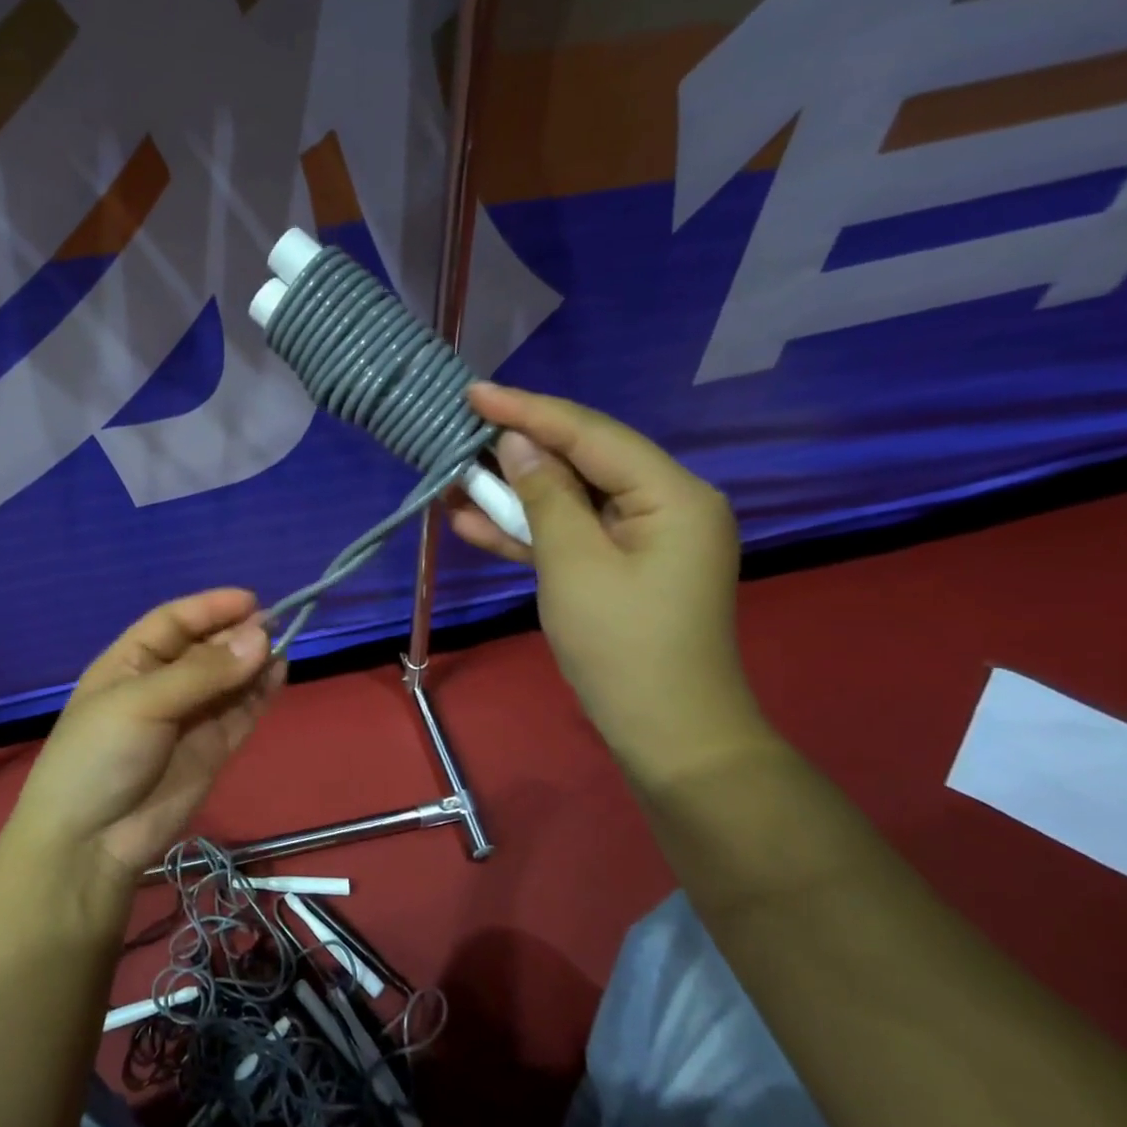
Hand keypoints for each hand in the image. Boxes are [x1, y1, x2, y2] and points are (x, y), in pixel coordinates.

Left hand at [2, 590, 283, 897]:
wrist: (90, 842)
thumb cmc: (99, 755)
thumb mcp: (142, 702)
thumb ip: (203, 672)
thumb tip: (261, 635)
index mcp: (130, 662)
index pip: (174, 621)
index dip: (210, 608)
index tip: (251, 600)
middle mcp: (161, 684)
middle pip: (206, 648)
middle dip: (237, 635)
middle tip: (275, 626)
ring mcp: (188, 718)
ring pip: (229, 679)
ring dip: (254, 662)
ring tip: (282, 647)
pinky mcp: (212, 749)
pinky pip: (241, 712)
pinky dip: (261, 693)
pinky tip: (280, 673)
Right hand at [447, 384, 771, 785]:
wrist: (666, 733)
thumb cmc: (622, 645)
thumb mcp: (573, 563)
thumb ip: (544, 495)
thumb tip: (515, 443)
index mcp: (672, 493)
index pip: (590, 434)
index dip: (528, 411)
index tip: (473, 393)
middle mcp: (665, 504)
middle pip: (581, 461)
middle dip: (517, 450)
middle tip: (460, 430)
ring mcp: (643, 538)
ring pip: (569, 500)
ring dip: (513, 494)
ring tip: (454, 479)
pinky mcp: (621, 567)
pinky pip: (571, 536)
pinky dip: (528, 531)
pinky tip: (474, 522)